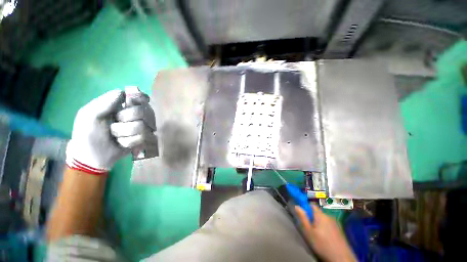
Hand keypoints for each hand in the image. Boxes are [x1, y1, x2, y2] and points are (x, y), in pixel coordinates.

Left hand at [66, 89, 155, 173]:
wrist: (93, 157)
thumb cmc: (88, 134)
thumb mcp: (89, 115)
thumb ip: (104, 102)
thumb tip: (123, 92)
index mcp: (121, 106)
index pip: (139, 97)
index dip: (137, 100)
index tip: (128, 105)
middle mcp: (135, 115)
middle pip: (143, 111)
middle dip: (126, 119)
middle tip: (114, 124)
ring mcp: (141, 127)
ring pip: (143, 126)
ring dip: (125, 133)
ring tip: (116, 136)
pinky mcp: (144, 139)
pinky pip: (143, 137)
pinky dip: (129, 141)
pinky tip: (122, 143)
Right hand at [295, 204, 355, 261]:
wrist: (341, 258)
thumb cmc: (322, 244)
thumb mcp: (308, 232)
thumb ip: (302, 218)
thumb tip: (297, 206)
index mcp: (320, 215)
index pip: (312, 205)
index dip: (306, 207)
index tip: (303, 215)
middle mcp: (328, 216)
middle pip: (318, 212)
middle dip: (312, 217)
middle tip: (309, 227)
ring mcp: (335, 222)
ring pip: (324, 219)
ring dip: (319, 222)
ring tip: (317, 233)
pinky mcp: (339, 229)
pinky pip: (329, 224)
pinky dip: (325, 227)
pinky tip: (325, 237)